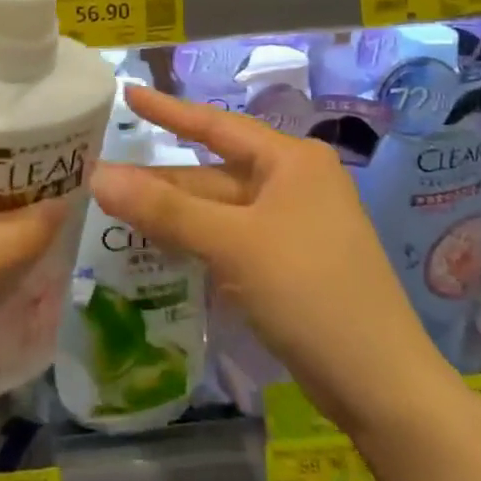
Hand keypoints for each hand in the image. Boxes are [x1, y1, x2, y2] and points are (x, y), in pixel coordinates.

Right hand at [95, 84, 450, 431]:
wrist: (382, 386)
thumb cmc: (310, 292)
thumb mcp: (232, 244)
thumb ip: (164, 209)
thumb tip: (97, 176)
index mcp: (291, 161)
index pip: (216, 125)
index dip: (168, 110)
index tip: (128, 94)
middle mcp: (294, 184)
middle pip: (213, 173)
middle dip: (162, 179)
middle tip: (102, 174)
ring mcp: (293, 226)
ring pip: (220, 210)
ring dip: (174, 213)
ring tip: (117, 209)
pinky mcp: (289, 265)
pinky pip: (230, 239)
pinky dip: (196, 241)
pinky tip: (159, 246)